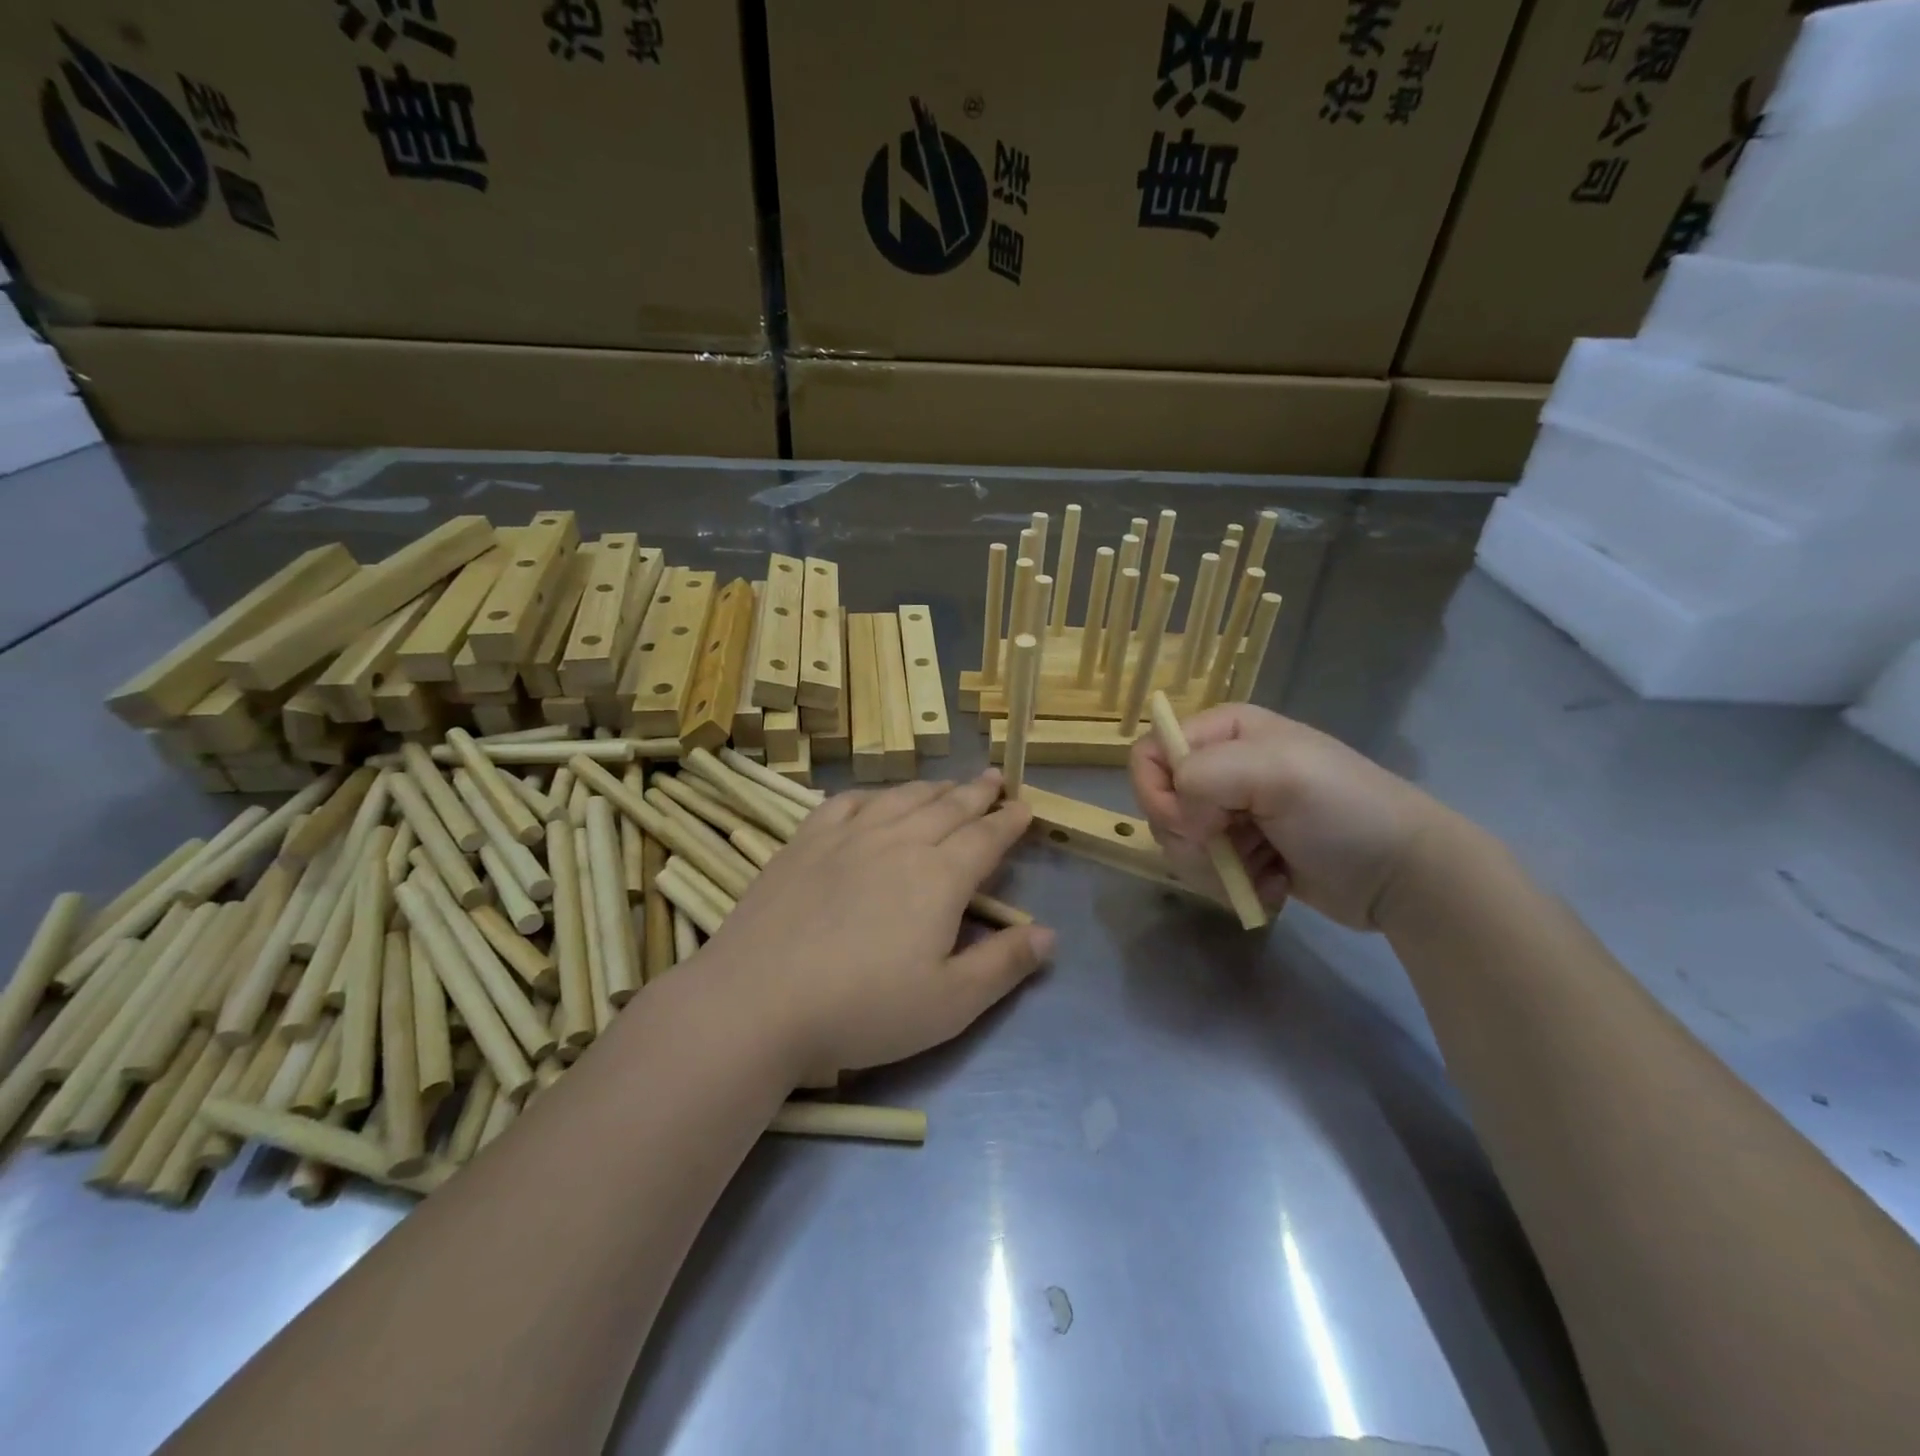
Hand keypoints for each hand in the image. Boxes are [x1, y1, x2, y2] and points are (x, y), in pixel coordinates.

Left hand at [702, 770, 1053, 1079]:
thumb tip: (1050, 934)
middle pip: (947, 808)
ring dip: (932, 788)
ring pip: (901, 799)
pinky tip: (875, 798)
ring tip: (948, 783)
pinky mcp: (805, 842)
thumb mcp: (950, 1003)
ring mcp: (847, 837)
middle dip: (977, 793)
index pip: (985, 838)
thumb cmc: (864, 1009)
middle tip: (994, 779)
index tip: (1024, 807)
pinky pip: (846, 803)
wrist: (759, 1001)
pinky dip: (872, 794)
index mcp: (939, 877)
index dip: (1008, 822)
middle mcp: (898, 842)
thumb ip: (1003, 964)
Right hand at [1130, 704, 1445, 930]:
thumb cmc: (1345, 811)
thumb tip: (1181, 815)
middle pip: (1160, 804)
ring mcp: (1231, 811)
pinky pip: (1204, 870)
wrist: (1403, 875)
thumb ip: (1207, 774)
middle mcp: (1221, 766)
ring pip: (1178, 843)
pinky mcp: (1241, 852)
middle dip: (1191, 838)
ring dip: (1214, 867)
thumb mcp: (1278, 773)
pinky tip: (1274, 883)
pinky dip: (1234, 884)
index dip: (1160, 791)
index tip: (1197, 821)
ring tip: (1262, 870)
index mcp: (1226, 731)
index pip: (1151, 752)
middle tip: (1235, 846)